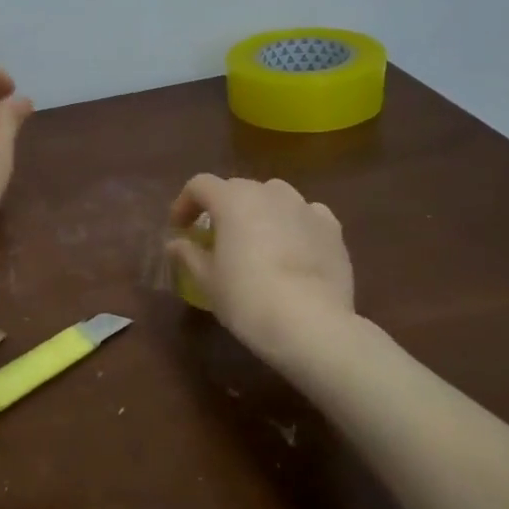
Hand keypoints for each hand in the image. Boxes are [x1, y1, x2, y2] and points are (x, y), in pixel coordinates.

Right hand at [166, 174, 355, 357]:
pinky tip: (292, 248)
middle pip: (237, 188)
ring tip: (256, 239)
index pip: (199, 185)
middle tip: (215, 237)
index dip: (184, 203)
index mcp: (232, 199)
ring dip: (259, 211)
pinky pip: (305, 214)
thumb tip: (175, 243)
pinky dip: (293, 223)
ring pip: (274, 196)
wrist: (310, 323)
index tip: (179, 228)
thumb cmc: (246, 297)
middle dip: (222, 207)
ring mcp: (305, 207)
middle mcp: (269, 193)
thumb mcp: (206, 280)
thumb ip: (188, 254)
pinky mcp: (332, 228)